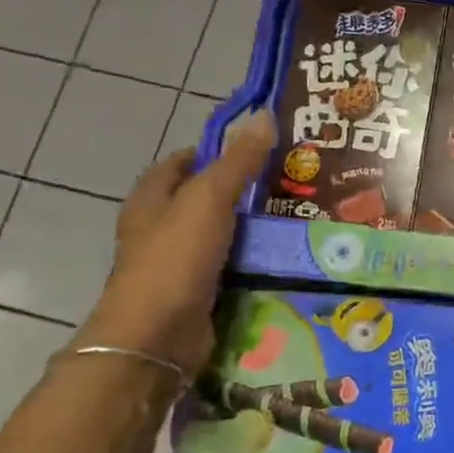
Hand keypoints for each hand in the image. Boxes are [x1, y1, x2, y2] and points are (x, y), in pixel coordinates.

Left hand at [75, 121, 275, 376]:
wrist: (157, 337)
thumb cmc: (175, 258)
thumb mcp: (209, 199)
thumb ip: (238, 160)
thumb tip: (263, 115)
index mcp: (152, 198)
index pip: (185, 161)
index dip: (219, 150)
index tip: (264, 148)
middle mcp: (162, 227)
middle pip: (208, 197)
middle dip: (247, 189)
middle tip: (294, 181)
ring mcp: (180, 262)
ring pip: (225, 233)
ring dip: (257, 227)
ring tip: (302, 215)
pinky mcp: (200, 291)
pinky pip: (234, 265)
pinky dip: (256, 260)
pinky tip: (288, 255)